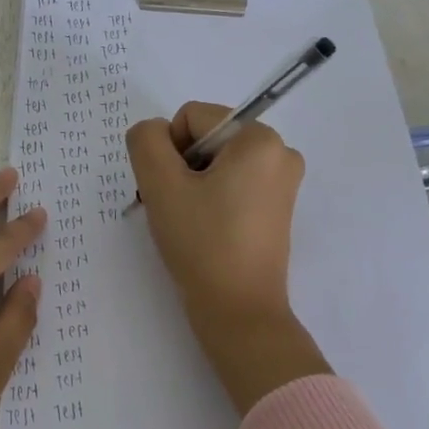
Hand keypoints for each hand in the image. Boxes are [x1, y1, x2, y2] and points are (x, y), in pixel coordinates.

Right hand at [127, 103, 329, 414]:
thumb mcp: (160, 184)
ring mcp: (282, 182)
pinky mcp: (276, 208)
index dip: (169, 151)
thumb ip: (146, 141)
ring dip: (191, 185)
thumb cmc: (201, 243)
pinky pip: (232, 184)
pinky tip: (203, 230)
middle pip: (205, 139)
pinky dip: (210, 200)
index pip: (192, 118)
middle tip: (175, 209)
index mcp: (260, 138)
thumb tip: (153, 132)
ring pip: (215, 164)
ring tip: (188, 222)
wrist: (238, 311)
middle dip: (181, 168)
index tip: (171, 191)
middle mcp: (280, 152)